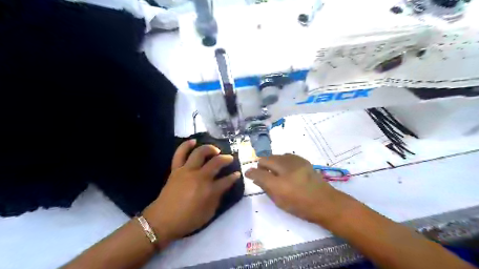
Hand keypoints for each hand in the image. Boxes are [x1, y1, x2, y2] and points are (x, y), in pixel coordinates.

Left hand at [142, 140, 238, 244]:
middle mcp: (199, 177)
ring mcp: (187, 171)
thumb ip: (217, 199)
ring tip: (215, 150)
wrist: (162, 221)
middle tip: (230, 158)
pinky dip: (186, 145)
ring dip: (210, 149)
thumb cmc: (187, 220)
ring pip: (199, 153)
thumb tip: (222, 187)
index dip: (234, 177)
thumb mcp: (208, 214)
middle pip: (216, 162)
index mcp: (209, 190)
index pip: (226, 180)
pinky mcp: (176, 169)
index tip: (237, 174)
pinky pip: (180, 154)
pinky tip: (193, 141)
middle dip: (226, 159)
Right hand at [246, 153, 348, 226]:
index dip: (251, 172)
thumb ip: (266, 188)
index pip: (258, 173)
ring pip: (276, 155)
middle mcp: (285, 170)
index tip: (248, 173)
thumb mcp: (279, 201)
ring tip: (274, 170)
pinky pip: (286, 155)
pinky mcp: (302, 160)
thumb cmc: (301, 207)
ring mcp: (295, 162)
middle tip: (261, 172)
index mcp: (278, 184)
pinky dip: (282, 160)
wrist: (325, 202)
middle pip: (266, 159)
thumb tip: (256, 178)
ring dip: (271, 161)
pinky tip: (285, 167)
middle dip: (261, 165)